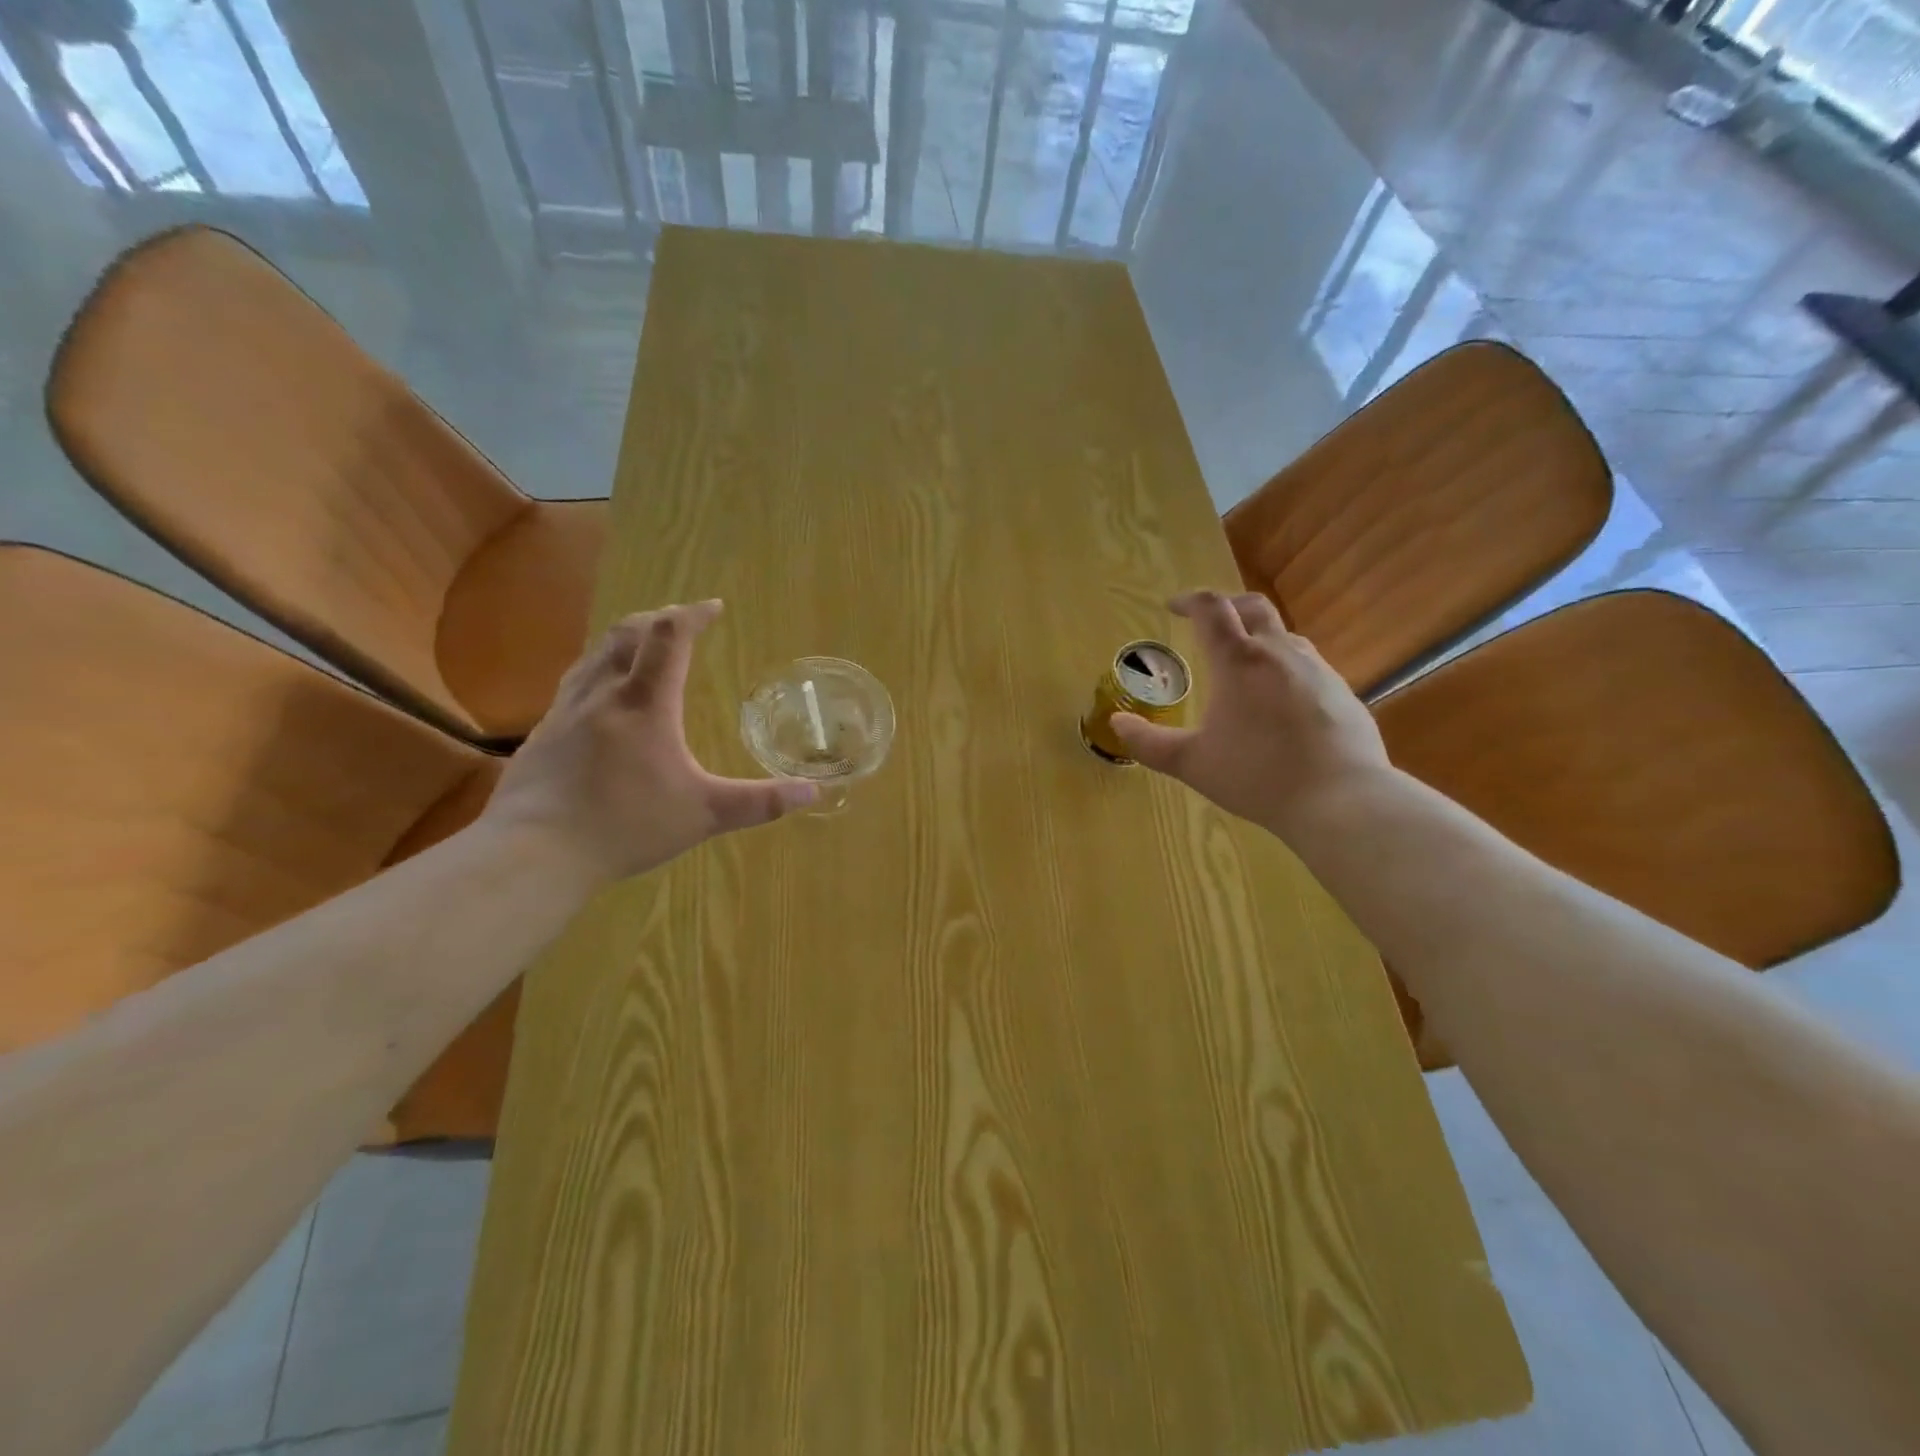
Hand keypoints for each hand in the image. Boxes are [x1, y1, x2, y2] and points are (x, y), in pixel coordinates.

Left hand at [482, 601, 815, 881]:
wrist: (534, 852)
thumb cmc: (626, 826)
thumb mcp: (704, 815)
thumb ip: (760, 802)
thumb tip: (814, 792)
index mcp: (646, 703)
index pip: (670, 637)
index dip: (693, 615)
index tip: (713, 607)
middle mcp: (603, 694)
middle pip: (628, 633)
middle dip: (659, 619)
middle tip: (681, 622)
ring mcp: (566, 711)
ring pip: (596, 653)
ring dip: (625, 639)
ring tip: (643, 646)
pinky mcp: (543, 733)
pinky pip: (575, 682)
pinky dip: (599, 670)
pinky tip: (601, 697)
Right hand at [1113, 590, 1389, 834]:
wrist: (1340, 799)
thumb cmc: (1256, 776)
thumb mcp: (1191, 763)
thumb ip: (1148, 742)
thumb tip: (1117, 723)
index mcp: (1239, 661)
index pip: (1211, 609)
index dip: (1189, 601)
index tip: (1173, 607)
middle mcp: (1280, 653)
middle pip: (1254, 607)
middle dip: (1227, 607)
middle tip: (1209, 624)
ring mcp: (1318, 670)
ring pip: (1285, 637)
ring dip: (1259, 638)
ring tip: (1243, 665)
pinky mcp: (1343, 692)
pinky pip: (1308, 666)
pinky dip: (1285, 669)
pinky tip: (1280, 703)